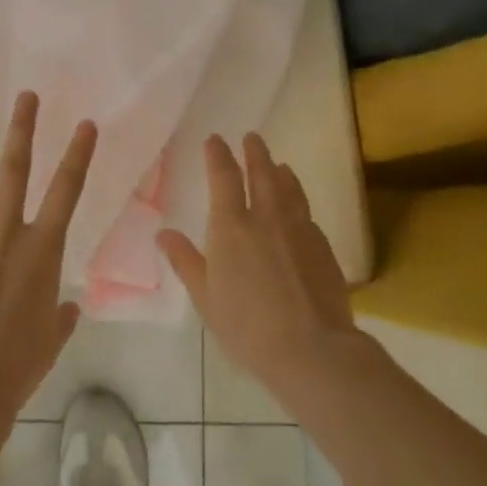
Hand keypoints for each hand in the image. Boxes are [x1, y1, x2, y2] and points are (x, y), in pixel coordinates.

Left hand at [0, 91, 95, 415]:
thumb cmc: (17, 364)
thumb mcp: (51, 339)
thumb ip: (61, 317)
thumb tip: (68, 309)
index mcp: (41, 250)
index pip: (67, 192)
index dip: (78, 155)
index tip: (85, 124)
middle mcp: (5, 233)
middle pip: (14, 171)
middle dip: (22, 130)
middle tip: (25, 96)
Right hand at [158, 134, 358, 402]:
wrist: (312, 348)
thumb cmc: (247, 326)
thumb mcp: (206, 297)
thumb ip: (186, 261)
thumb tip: (163, 234)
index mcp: (232, 226)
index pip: (224, 178)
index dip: (218, 155)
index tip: (216, 139)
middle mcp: (267, 218)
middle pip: (262, 174)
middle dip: (255, 153)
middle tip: (252, 137)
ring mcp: (299, 230)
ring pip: (290, 190)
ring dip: (281, 173)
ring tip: (280, 165)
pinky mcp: (323, 248)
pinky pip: (306, 214)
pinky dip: (298, 202)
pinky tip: (299, 210)